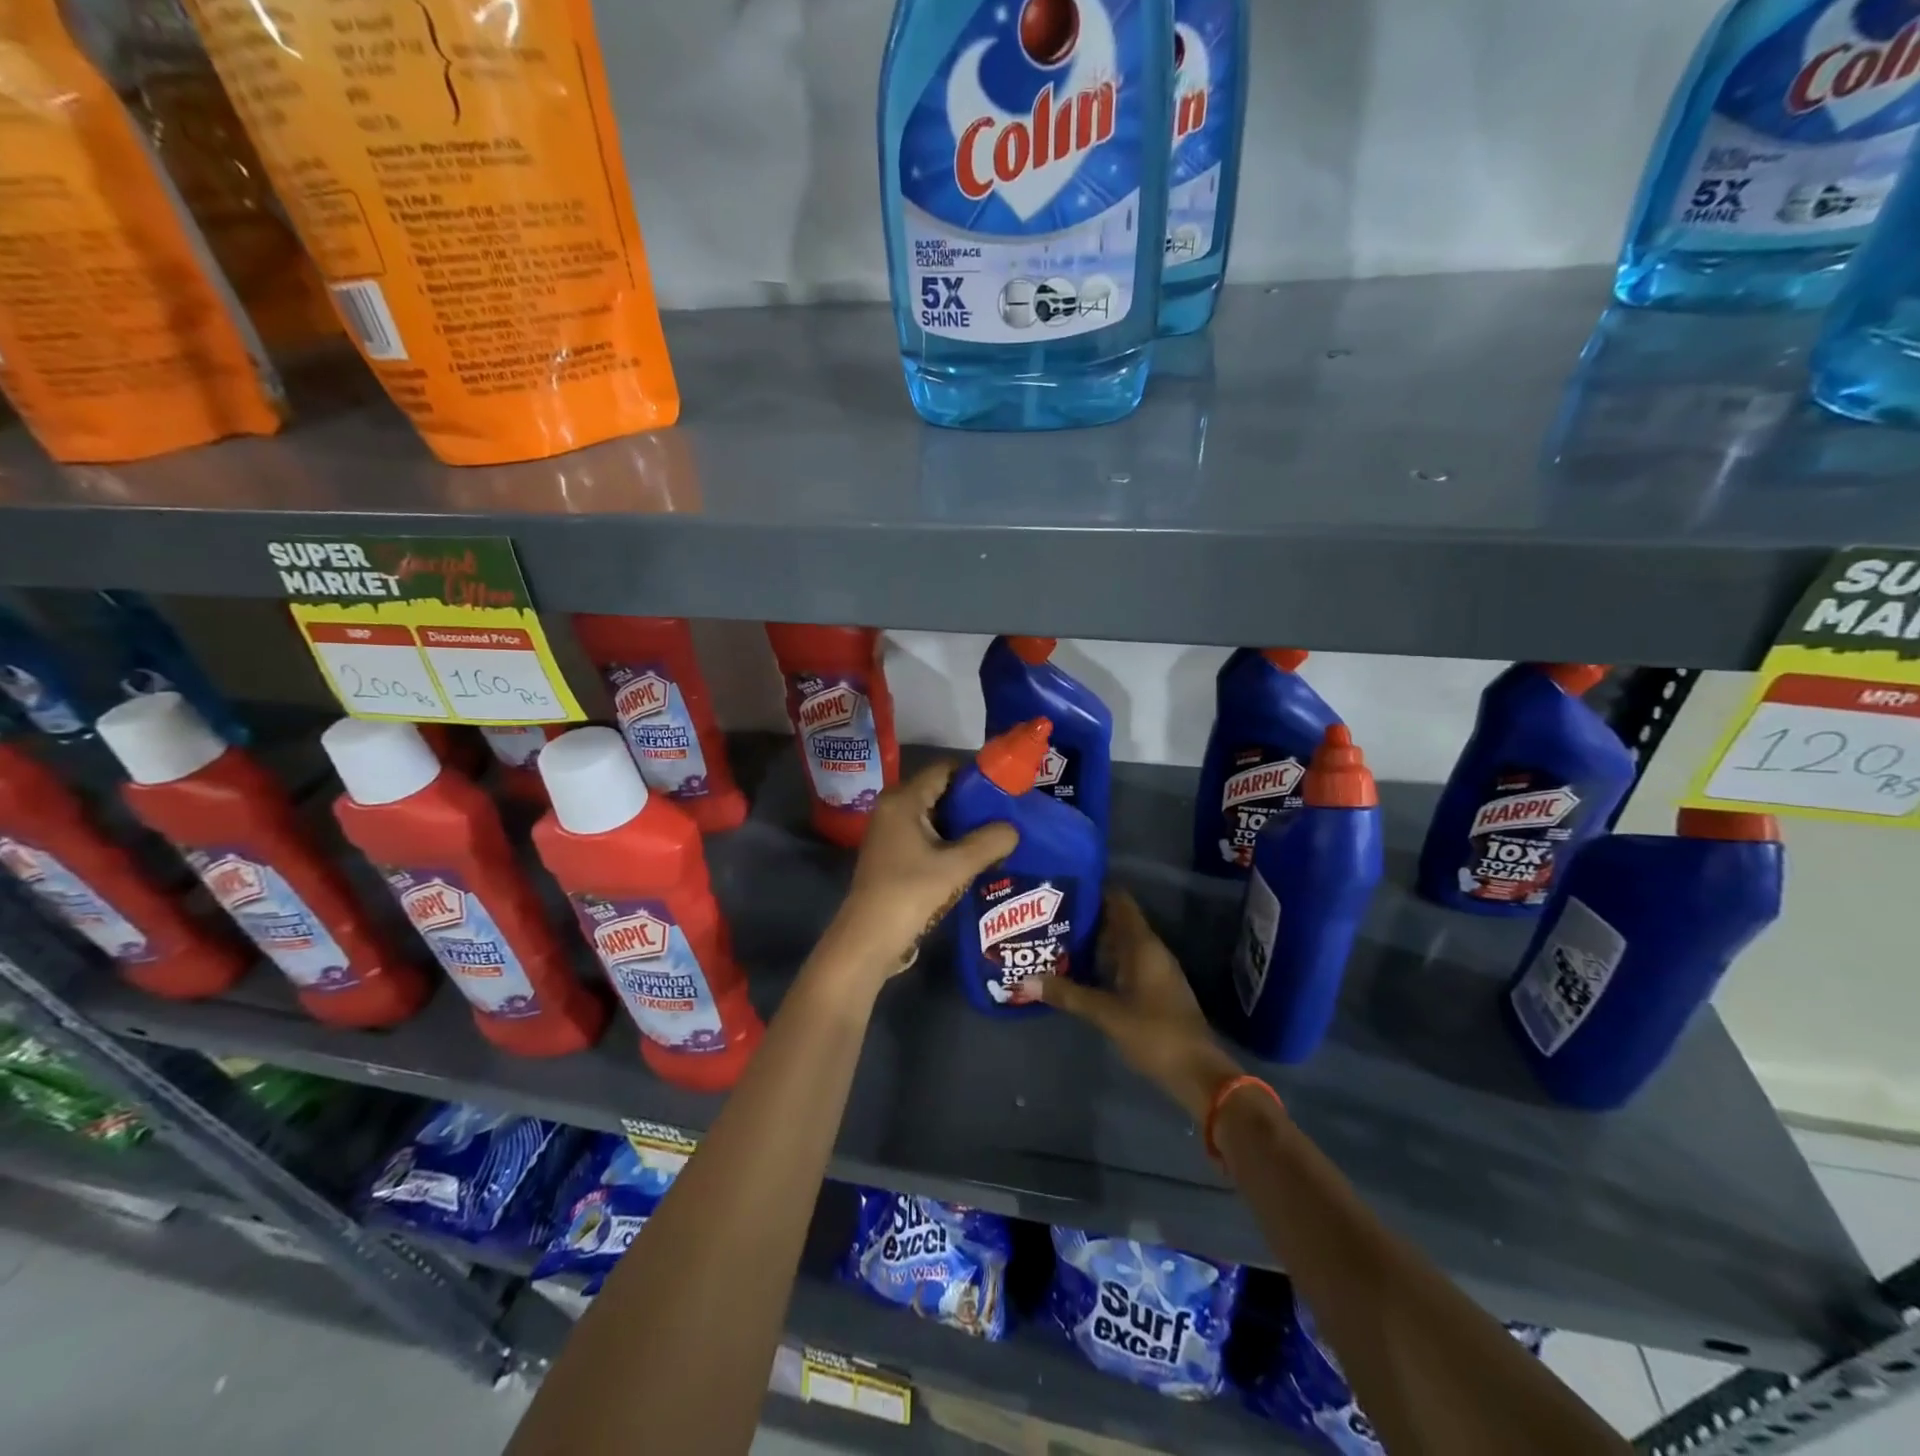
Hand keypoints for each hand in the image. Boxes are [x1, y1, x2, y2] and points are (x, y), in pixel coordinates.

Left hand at [820, 762, 1018, 991]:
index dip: (976, 776)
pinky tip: (974, 858)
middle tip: (1007, 816)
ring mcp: (890, 832)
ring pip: (934, 816)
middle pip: (940, 792)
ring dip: (963, 827)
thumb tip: (1014, 829)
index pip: (944, 769)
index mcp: (904, 799)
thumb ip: (990, 841)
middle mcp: (893, 807)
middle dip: (973, 803)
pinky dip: (949, 842)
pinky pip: (926, 836)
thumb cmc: (911, 893)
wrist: (869, 940)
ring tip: (997, 837)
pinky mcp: (892, 854)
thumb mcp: (957, 866)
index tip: (1005, 791)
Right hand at [1013, 888, 1240, 1121]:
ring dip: (1092, 940)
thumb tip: (1025, 980)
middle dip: (1085, 916)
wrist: (1197, 1073)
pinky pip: (1123, 963)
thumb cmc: (1155, 1033)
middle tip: (1047, 913)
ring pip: (1119, 943)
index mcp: (1143, 945)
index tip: (1062, 886)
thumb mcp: (1106, 1013)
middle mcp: (1150, 950)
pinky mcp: (1153, 990)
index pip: (1119, 901)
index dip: (1094, 889)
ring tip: (1054, 937)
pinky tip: (1077, 969)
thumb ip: (1068, 994)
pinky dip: (1102, 961)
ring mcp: (1154, 970)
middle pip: (1116, 920)